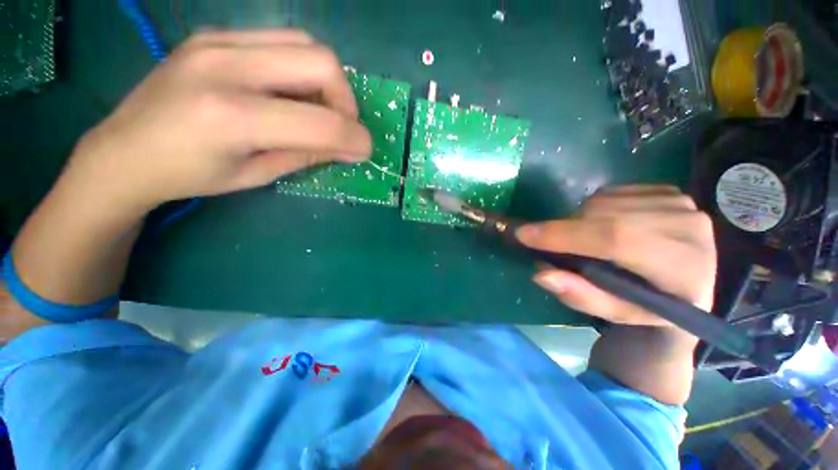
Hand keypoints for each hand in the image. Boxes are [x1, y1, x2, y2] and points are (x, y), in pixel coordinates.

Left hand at [63, 29, 371, 212]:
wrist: (124, 150)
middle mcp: (225, 66)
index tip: (364, 150)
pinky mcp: (214, 34)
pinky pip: (280, 40)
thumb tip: (349, 148)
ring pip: (305, 43)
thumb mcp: (257, 175)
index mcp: (232, 117)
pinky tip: (290, 91)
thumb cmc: (190, 175)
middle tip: (341, 125)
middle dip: (346, 99)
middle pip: (321, 61)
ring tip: (318, 108)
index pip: (321, 122)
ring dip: (327, 80)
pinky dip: (301, 68)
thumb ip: (307, 155)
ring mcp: (217, 41)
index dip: (355, 138)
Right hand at [516, 185, 715, 327]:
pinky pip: (611, 192)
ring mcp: (680, 203)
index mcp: (683, 267)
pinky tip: (603, 226)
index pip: (615, 239)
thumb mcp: (615, 313)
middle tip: (549, 243)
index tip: (524, 234)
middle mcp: (688, 226)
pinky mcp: (669, 191)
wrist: (693, 285)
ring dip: (579, 221)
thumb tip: (540, 273)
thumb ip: (580, 295)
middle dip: (566, 229)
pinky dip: (593, 209)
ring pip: (603, 201)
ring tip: (584, 240)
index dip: (564, 235)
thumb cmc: (650, 306)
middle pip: (605, 216)